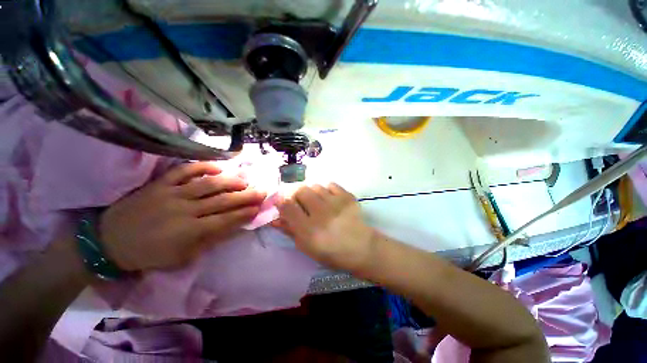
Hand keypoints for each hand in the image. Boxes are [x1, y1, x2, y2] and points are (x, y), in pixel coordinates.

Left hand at [99, 162, 265, 270]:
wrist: (108, 242)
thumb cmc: (148, 254)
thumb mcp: (181, 258)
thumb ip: (208, 241)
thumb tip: (232, 227)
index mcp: (189, 232)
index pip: (225, 220)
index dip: (245, 213)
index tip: (259, 208)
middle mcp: (184, 210)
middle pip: (222, 201)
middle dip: (246, 196)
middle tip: (262, 191)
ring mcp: (171, 194)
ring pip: (208, 184)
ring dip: (230, 181)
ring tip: (245, 180)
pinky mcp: (159, 184)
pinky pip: (183, 171)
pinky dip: (202, 167)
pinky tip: (218, 167)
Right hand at [275, 183, 374, 270]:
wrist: (361, 247)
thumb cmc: (331, 252)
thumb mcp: (306, 247)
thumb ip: (290, 230)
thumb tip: (275, 218)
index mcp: (309, 230)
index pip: (287, 206)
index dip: (282, 202)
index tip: (283, 203)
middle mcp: (321, 214)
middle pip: (300, 190)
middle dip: (297, 195)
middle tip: (301, 203)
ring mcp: (336, 203)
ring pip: (315, 186)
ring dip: (312, 192)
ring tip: (317, 201)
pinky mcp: (347, 197)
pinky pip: (330, 184)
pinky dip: (326, 190)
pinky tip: (329, 199)